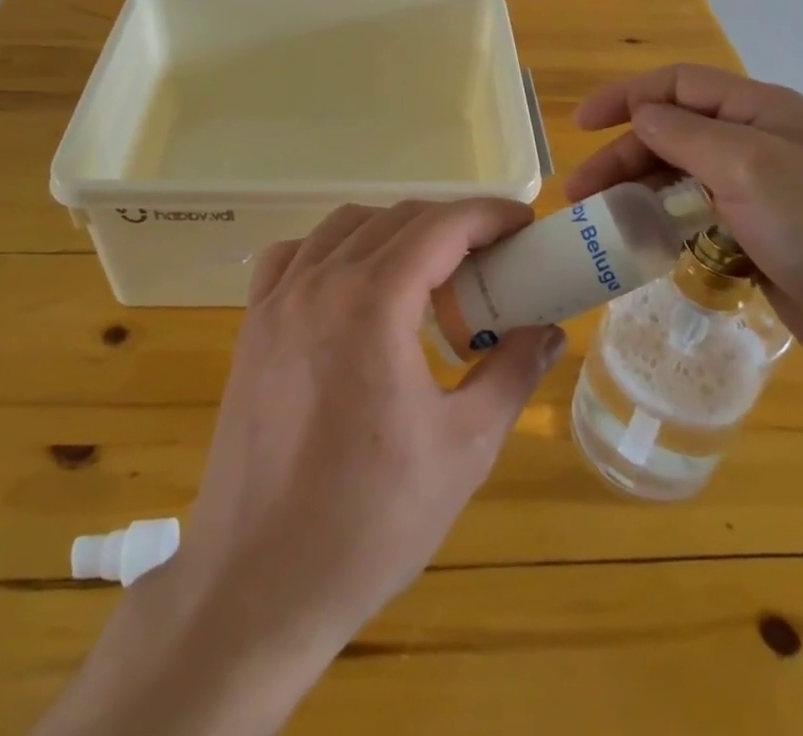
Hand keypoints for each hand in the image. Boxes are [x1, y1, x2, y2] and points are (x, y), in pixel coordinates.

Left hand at [37, 199, 564, 735]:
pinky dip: (332, 249)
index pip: (442, 226)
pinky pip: (294, 255)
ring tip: (428, 273)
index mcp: (374, 301)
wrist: (259, 586)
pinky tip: (350, 285)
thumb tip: (549, 331)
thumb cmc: (371, 521)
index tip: (524, 223)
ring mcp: (278, 300)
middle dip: (451, 226)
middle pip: (397, 218)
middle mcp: (321, 281)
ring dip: (395, 231)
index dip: (489, 215)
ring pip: (345, 226)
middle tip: (490, 259)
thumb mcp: (464, 448)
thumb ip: (512, 374)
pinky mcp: (252, 325)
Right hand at [565, 64, 802, 396]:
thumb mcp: (749, 167)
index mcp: (764, 111)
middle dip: (624, 156)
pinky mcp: (764, 238)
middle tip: (580, 194)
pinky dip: (669, 225)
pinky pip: (702, 219)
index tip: (581, 125)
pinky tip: (646, 245)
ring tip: (603, 222)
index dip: (625, 97)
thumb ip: (685, 134)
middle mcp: (762, 144)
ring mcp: (765, 193)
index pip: (679, 86)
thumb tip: (641, 115)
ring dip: (640, 193)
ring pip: (684, 178)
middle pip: (675, 134)